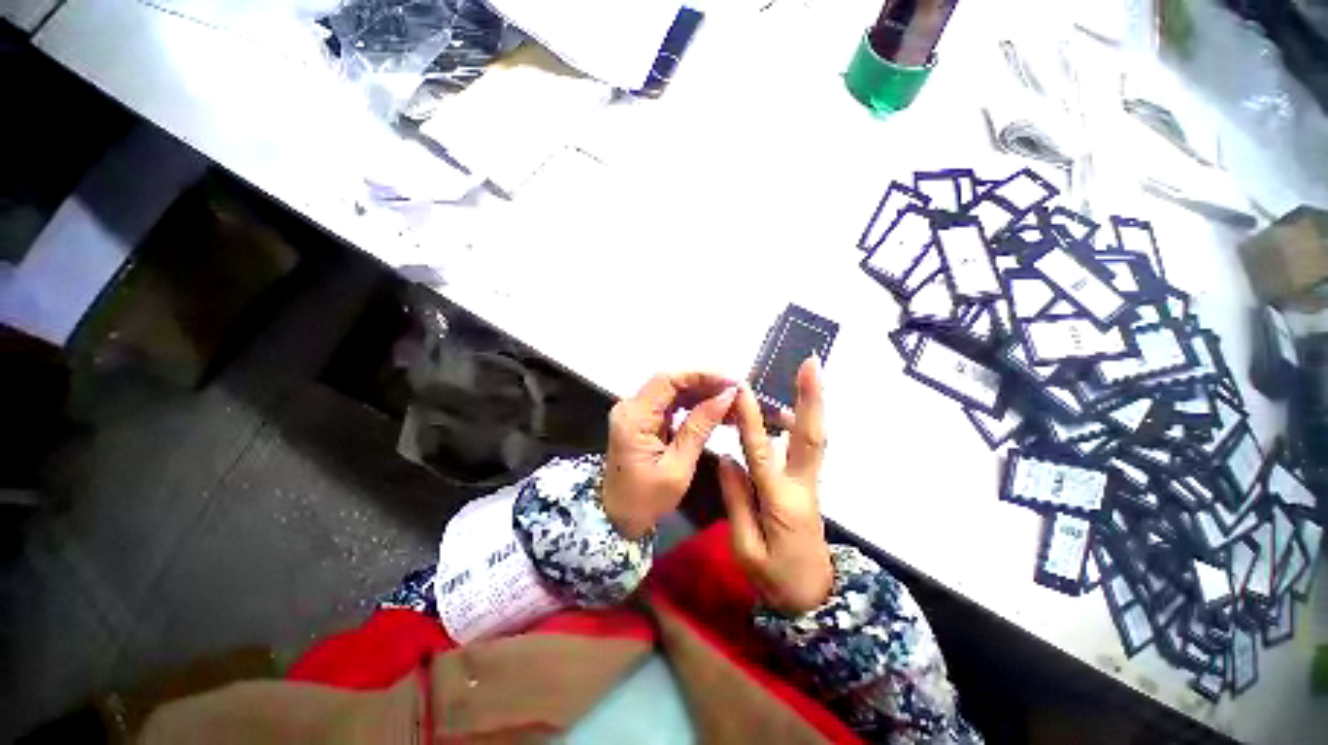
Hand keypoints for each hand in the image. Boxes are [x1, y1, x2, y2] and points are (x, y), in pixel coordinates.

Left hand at [602, 373, 738, 539]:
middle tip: (735, 393)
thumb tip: (726, 397)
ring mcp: (635, 413)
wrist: (618, 519)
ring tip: (730, 403)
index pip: (668, 381)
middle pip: (670, 384)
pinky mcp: (642, 421)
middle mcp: (630, 407)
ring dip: (701, 395)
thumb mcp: (678, 467)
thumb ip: (700, 427)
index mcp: (634, 417)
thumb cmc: (646, 500)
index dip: (701, 377)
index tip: (730, 382)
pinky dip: (692, 406)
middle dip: (705, 385)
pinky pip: (669, 405)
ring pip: (672, 393)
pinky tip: (713, 412)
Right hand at [719, 357, 832, 615]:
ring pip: (813, 438)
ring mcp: (811, 484)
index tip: (741, 389)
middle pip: (809, 435)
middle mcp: (801, 485)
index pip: (762, 453)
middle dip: (812, 397)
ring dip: (810, 406)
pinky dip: (803, 424)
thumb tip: (728, 459)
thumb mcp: (746, 549)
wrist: (815, 601)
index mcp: (780, 502)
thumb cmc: (777, 581)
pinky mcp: (810, 486)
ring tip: (805, 376)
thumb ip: (737, 501)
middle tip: (812, 364)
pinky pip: (808, 449)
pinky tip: (791, 411)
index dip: (751, 420)